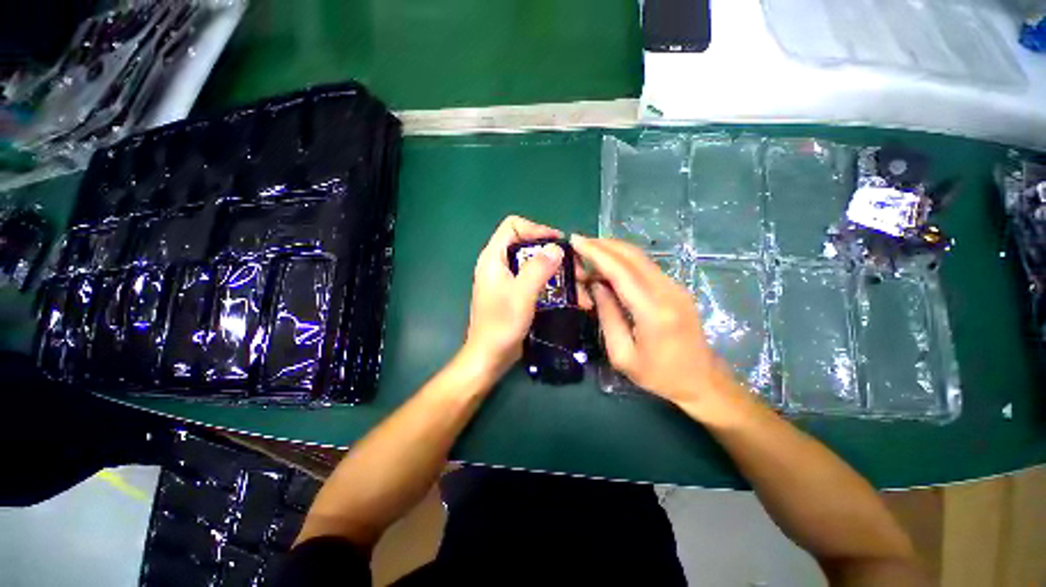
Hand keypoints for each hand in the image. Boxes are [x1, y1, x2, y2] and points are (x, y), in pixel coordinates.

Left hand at [463, 216, 586, 381]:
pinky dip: (554, 286)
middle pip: (528, 246)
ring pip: (536, 266)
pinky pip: (537, 282)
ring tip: (581, 288)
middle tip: (576, 269)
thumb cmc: (501, 325)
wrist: (489, 356)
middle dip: (555, 255)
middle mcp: (499, 265)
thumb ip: (538, 268)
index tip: (558, 242)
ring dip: (559, 274)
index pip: (513, 226)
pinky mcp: (515, 294)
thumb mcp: (521, 294)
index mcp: (493, 258)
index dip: (536, 229)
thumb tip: (556, 248)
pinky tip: (571, 298)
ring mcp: (508, 280)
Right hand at [571, 236, 747, 415]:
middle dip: (603, 245)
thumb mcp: (622, 354)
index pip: (620, 271)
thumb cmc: (658, 375)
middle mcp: (668, 291)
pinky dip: (624, 260)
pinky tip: (609, 266)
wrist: (701, 380)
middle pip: (632, 256)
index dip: (596, 253)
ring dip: (613, 251)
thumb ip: (607, 315)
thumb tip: (596, 285)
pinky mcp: (677, 288)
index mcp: (653, 311)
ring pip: (640, 257)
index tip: (575, 240)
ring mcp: (676, 287)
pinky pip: (646, 266)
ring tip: (589, 253)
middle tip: (579, 243)